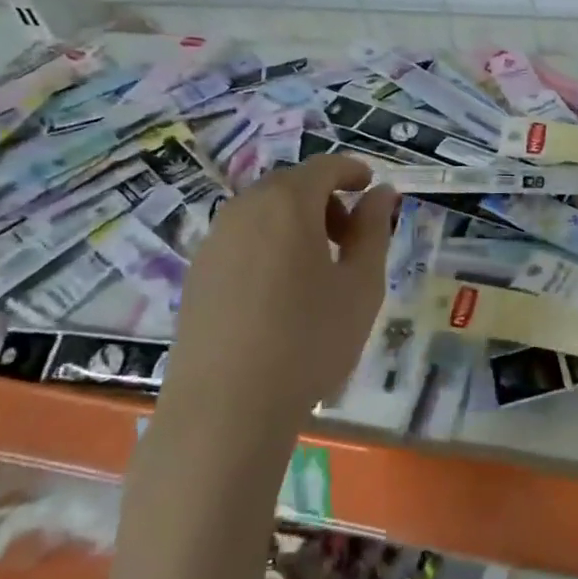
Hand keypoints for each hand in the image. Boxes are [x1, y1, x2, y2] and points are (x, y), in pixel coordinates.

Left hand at [164, 156, 397, 441]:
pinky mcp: (196, 274)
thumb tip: (381, 192)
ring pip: (263, 212)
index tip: (371, 188)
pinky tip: (279, 292)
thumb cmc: (309, 340)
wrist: (225, 411)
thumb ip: (373, 229)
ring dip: (295, 222)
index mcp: (288, 203)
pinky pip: (240, 239)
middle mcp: (245, 209)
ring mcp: (214, 241)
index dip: (353, 171)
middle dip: (325, 199)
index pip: (325, 166)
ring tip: (317, 268)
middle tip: (349, 237)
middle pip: (291, 185)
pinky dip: (268, 244)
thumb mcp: (361, 284)